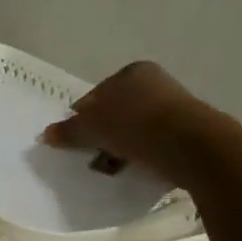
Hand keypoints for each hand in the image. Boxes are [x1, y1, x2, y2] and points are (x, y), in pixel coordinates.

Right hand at [39, 61, 212, 182]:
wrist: (194, 148)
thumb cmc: (136, 126)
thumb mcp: (92, 129)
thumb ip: (68, 131)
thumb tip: (46, 134)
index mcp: (132, 72)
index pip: (95, 95)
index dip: (82, 118)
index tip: (76, 140)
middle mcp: (156, 83)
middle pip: (117, 111)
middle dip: (103, 133)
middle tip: (93, 155)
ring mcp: (176, 106)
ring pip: (136, 128)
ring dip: (122, 146)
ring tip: (114, 167)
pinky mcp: (190, 131)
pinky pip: (156, 143)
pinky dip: (144, 154)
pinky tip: (137, 169)